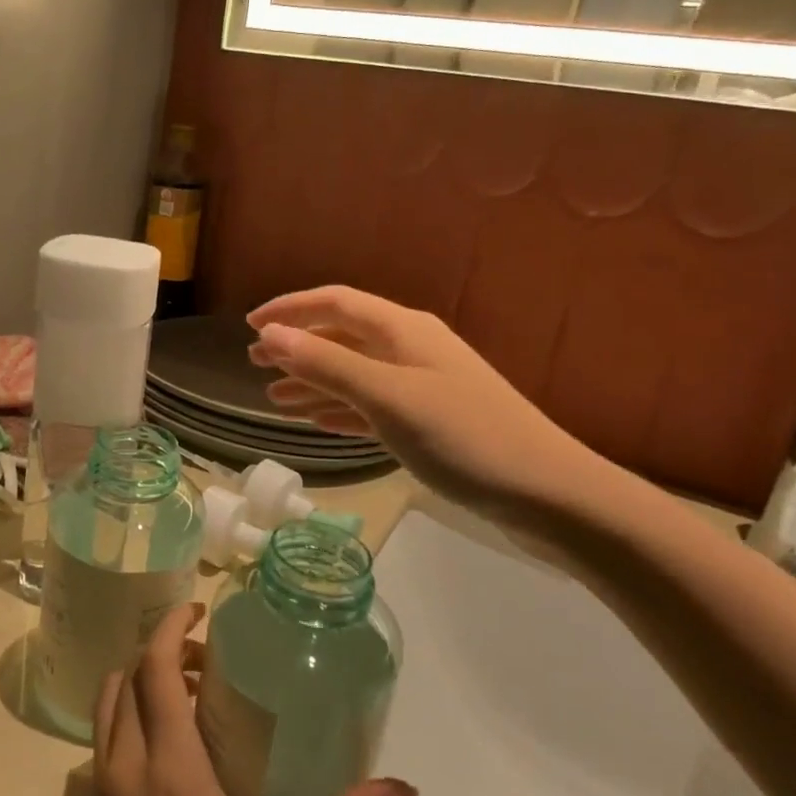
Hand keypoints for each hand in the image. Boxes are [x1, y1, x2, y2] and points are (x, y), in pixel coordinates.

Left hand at [70, 604, 415, 795]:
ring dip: (138, 684)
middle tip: (204, 660)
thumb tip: (402, 787)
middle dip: (161, 652)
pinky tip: (161, 754)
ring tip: (183, 696)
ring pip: (107, 709)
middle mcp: (126, 766)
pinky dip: (125, 720)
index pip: (156, 667)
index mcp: (169, 764)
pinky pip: (101, 745)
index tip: (198, 610)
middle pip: (127, 677)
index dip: (172, 627)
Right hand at [246, 286, 609, 525]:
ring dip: (314, 381)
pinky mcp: (430, 422)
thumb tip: (270, 335)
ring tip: (272, 397)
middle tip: (254, 363)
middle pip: (343, 336)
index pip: (335, 303)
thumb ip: (327, 365)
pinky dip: (340, 408)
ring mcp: (422, 386)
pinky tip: (317, 421)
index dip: (290, 309)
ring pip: (354, 373)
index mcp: (403, 330)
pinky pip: (371, 405)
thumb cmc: (463, 437)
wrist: (546, 493)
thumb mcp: (387, 397)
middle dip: (297, 346)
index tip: (249, 327)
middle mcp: (411, 349)